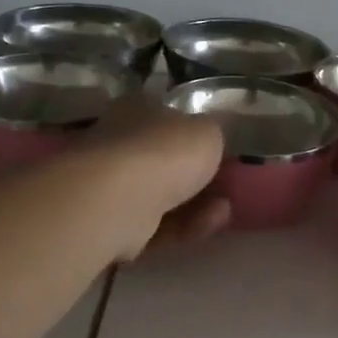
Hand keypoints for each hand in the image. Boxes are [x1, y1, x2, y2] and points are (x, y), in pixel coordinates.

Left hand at [85, 96, 228, 260]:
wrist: (120, 202)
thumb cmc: (164, 152)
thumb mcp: (207, 131)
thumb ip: (210, 135)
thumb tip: (205, 141)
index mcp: (136, 110)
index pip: (165, 116)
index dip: (192, 133)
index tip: (217, 151)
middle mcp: (119, 143)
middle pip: (163, 161)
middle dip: (196, 177)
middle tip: (225, 186)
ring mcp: (112, 187)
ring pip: (162, 197)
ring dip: (196, 205)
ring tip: (224, 210)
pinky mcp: (112, 225)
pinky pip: (156, 226)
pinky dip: (183, 226)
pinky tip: (208, 225)